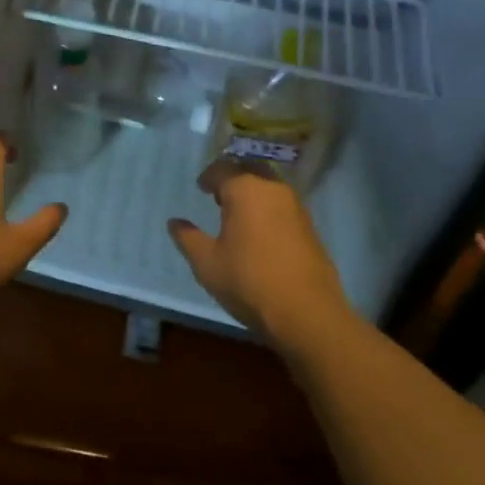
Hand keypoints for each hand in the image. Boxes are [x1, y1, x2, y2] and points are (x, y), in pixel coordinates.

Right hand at [169, 161, 352, 350]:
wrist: (308, 315)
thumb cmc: (250, 283)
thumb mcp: (208, 264)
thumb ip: (188, 239)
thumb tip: (174, 222)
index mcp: (245, 189)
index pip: (222, 169)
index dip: (208, 177)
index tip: (201, 189)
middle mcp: (272, 188)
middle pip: (249, 169)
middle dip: (233, 177)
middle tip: (220, 196)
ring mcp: (296, 206)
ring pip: (269, 185)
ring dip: (253, 191)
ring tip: (239, 215)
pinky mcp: (310, 226)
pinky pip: (283, 204)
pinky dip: (269, 208)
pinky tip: (261, 232)